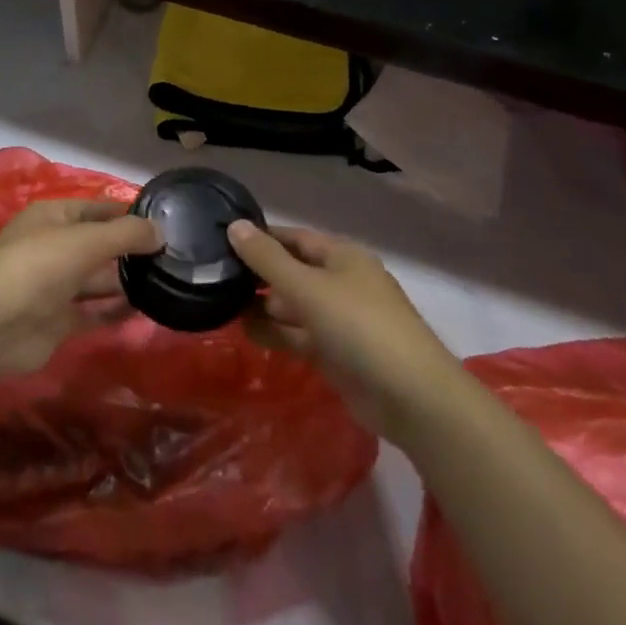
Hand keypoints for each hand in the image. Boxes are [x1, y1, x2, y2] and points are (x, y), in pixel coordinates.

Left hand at [0, 199, 160, 374]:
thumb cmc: (39, 265)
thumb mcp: (87, 240)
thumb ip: (127, 234)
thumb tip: (161, 231)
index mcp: (52, 217)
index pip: (96, 209)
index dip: (126, 213)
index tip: (163, 221)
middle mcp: (53, 247)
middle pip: (97, 244)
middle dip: (129, 249)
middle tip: (172, 255)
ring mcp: (53, 285)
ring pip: (96, 279)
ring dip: (125, 280)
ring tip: (165, 280)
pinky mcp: (57, 320)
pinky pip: (92, 311)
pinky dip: (115, 310)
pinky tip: (145, 309)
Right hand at [228, 221, 461, 444]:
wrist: (413, 398)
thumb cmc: (360, 327)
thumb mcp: (308, 288)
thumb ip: (268, 259)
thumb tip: (234, 226)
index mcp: (342, 256)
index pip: (293, 238)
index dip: (260, 238)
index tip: (221, 240)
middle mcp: (341, 282)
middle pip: (292, 271)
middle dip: (257, 275)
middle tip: (212, 276)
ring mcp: (340, 320)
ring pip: (293, 305)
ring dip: (262, 306)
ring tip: (219, 305)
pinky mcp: (336, 353)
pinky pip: (298, 335)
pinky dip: (274, 332)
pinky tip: (244, 332)